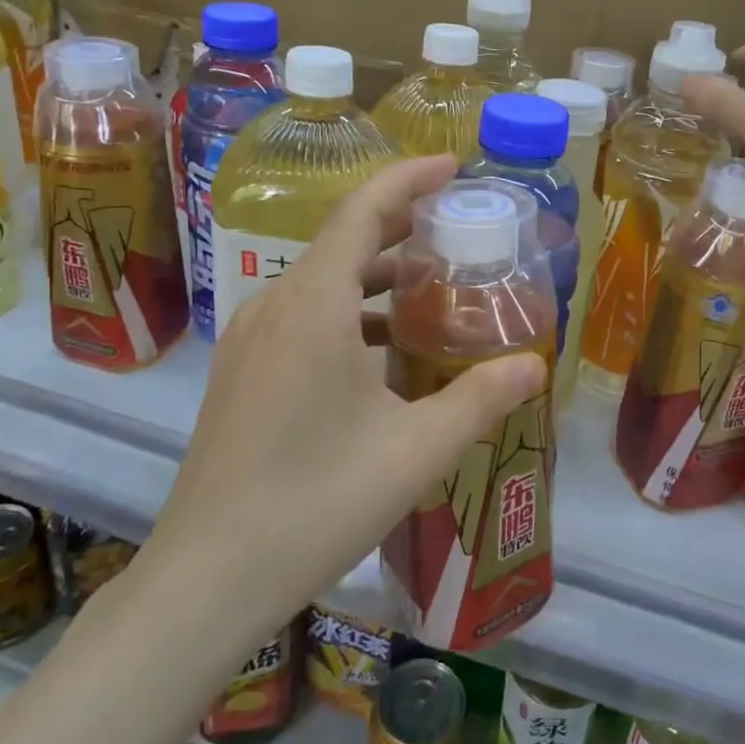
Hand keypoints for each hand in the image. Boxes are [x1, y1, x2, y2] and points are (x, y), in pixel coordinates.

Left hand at [141, 156, 547, 629]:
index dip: (409, 178)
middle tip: (460, 226)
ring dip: (377, 274)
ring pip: (323, 280)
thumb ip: (481, 398)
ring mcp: (251, 337)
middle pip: (343, 238)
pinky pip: (304, 314)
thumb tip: (535, 366)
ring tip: (434, 287)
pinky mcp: (242, 369)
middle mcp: (276, 304)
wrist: (208, 577)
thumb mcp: (417, 450)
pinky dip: (350, 310)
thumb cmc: (318, 502)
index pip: (363, 210)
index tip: (454, 166)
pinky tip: (385, 350)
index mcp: (314, 303)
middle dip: (402, 223)